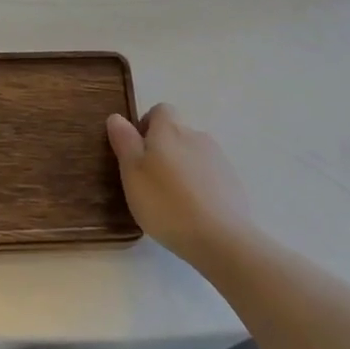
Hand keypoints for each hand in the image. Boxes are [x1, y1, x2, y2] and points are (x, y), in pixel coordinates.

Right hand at [106, 104, 255, 265]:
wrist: (221, 238)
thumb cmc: (166, 203)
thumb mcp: (132, 172)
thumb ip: (124, 141)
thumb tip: (117, 117)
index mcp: (171, 130)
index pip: (160, 110)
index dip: (146, 126)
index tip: (137, 152)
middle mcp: (197, 136)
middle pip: (177, 134)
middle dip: (163, 151)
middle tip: (149, 182)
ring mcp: (219, 159)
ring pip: (193, 155)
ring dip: (181, 169)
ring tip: (171, 201)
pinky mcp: (233, 182)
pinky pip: (209, 175)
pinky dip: (199, 186)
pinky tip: (193, 212)